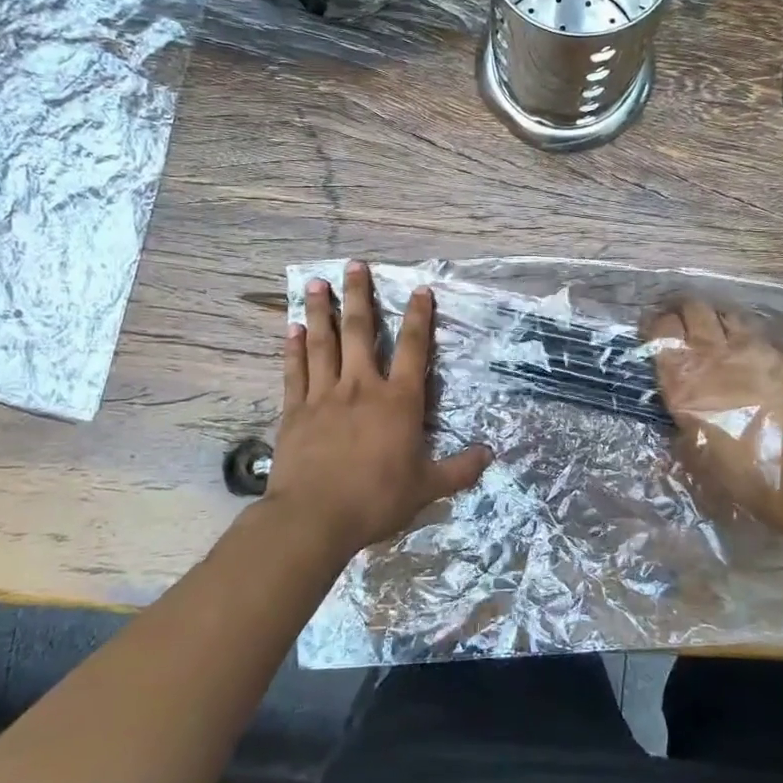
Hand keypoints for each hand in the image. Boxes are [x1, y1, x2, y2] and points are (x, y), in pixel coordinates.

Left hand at [266, 261, 491, 554]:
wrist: (314, 517)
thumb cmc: (376, 500)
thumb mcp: (427, 488)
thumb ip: (459, 469)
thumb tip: (491, 455)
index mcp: (398, 401)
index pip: (413, 348)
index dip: (418, 316)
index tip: (419, 289)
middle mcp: (361, 387)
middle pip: (360, 331)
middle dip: (358, 295)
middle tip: (354, 265)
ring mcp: (324, 395)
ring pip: (322, 343)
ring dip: (320, 311)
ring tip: (315, 282)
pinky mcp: (295, 410)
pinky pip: (294, 371)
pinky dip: (293, 348)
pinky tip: (291, 329)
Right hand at [645, 299, 782, 535]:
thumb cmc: (739, 473)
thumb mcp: (692, 453)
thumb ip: (680, 423)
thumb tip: (679, 414)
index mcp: (682, 379)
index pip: (660, 330)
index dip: (655, 327)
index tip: (655, 334)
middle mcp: (712, 354)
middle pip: (692, 309)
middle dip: (684, 312)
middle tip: (684, 326)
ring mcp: (750, 348)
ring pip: (725, 313)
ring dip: (716, 321)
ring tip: (717, 334)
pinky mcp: (782, 352)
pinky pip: (759, 334)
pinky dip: (749, 339)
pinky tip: (752, 355)